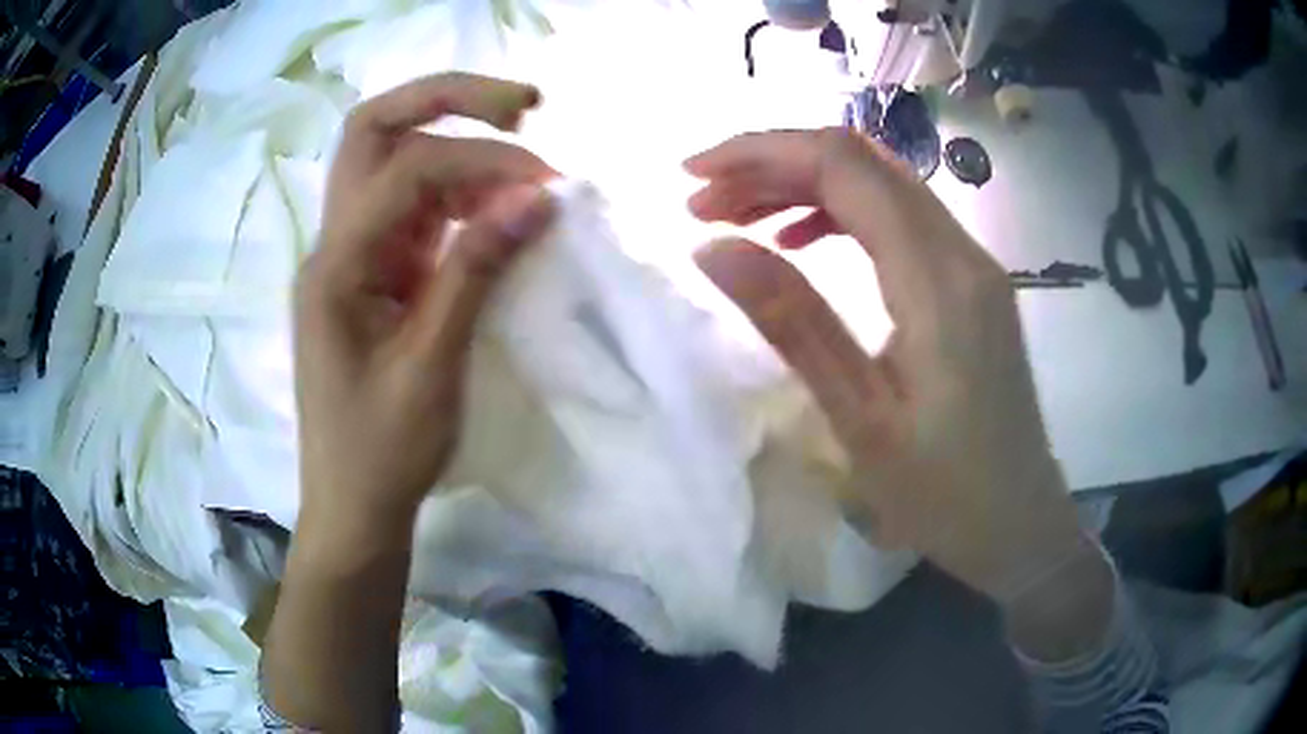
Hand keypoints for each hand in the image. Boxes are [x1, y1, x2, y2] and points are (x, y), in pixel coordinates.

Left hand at [294, 73, 556, 533]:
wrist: (353, 504)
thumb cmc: (382, 451)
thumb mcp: (431, 366)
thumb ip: (475, 271)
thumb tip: (536, 197)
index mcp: (335, 265)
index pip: (407, 169)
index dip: (481, 160)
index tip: (548, 184)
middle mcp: (335, 243)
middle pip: (375, 129)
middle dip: (448, 100)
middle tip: (524, 104)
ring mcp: (354, 254)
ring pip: (394, 160)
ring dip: (459, 146)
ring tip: (525, 162)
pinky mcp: (375, 272)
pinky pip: (414, 208)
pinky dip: (459, 192)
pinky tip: (499, 207)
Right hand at [685, 129, 1093, 609]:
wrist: (1020, 524)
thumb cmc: (943, 494)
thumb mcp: (859, 419)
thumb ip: (791, 321)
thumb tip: (712, 248)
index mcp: (937, 281)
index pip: (843, 166)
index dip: (761, 153)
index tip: (692, 175)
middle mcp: (962, 251)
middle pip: (862, 160)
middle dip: (774, 163)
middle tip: (704, 198)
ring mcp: (973, 263)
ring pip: (881, 184)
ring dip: (804, 184)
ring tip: (738, 216)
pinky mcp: (972, 283)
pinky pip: (901, 219)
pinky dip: (842, 213)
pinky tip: (801, 241)